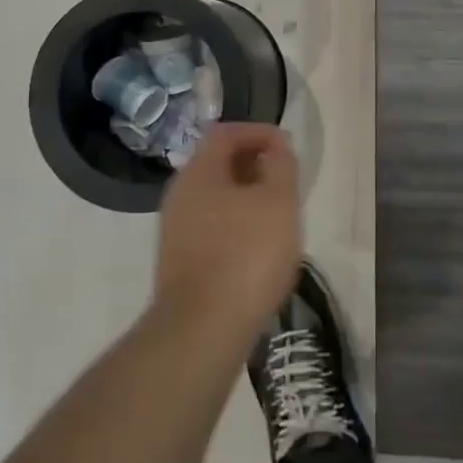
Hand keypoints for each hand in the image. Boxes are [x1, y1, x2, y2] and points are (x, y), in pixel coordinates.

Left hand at [153, 123, 299, 344]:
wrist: (202, 329)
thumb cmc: (246, 254)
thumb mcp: (278, 202)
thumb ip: (280, 166)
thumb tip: (275, 147)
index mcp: (199, 171)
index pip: (226, 132)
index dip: (258, 132)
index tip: (287, 147)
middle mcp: (180, 193)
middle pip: (218, 163)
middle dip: (254, 165)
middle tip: (285, 181)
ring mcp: (175, 229)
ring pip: (215, 197)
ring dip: (246, 197)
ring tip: (277, 216)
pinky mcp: (179, 261)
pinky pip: (211, 226)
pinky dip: (235, 224)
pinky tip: (257, 248)